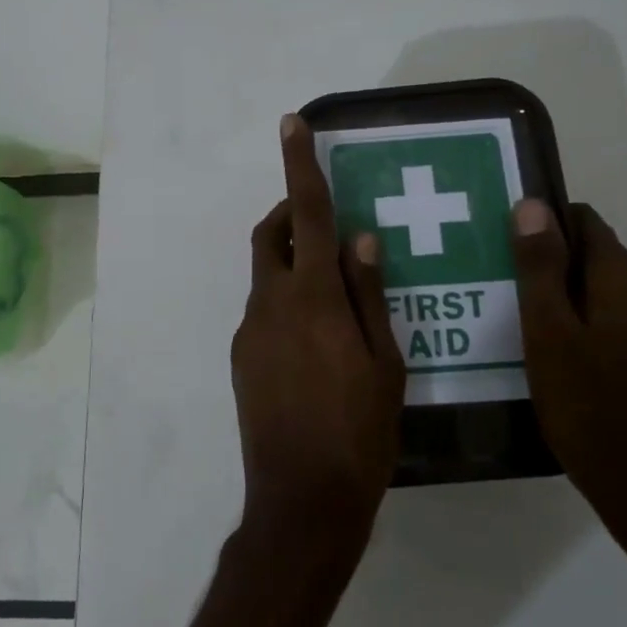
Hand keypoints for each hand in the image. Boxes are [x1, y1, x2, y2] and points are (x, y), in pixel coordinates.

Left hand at [229, 115, 406, 564]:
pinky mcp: (241, 359)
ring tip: (334, 292)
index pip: (307, 214)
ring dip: (292, 262)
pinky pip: (263, 311)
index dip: (300, 166)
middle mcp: (271, 303)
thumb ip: (370, 293)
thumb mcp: (385, 362)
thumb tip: (362, 237)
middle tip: (326, 222)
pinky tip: (317, 339)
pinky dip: (286, 301)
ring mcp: (249, 332)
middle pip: (272, 236)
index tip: (291, 124)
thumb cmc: (359, 432)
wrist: (301, 501)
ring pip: (267, 275)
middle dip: (291, 214)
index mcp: (313, 298)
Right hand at [510, 199, 626, 548]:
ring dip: (582, 298)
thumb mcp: (547, 332)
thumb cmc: (584, 403)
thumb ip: (540, 266)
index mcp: (625, 277)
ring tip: (545, 333)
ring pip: (616, 290)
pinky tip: (581, 359)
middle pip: (600, 256)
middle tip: (520, 301)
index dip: (548, 229)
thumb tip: (532, 205)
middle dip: (560, 268)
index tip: (515, 255)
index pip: (586, 222)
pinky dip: (604, 324)